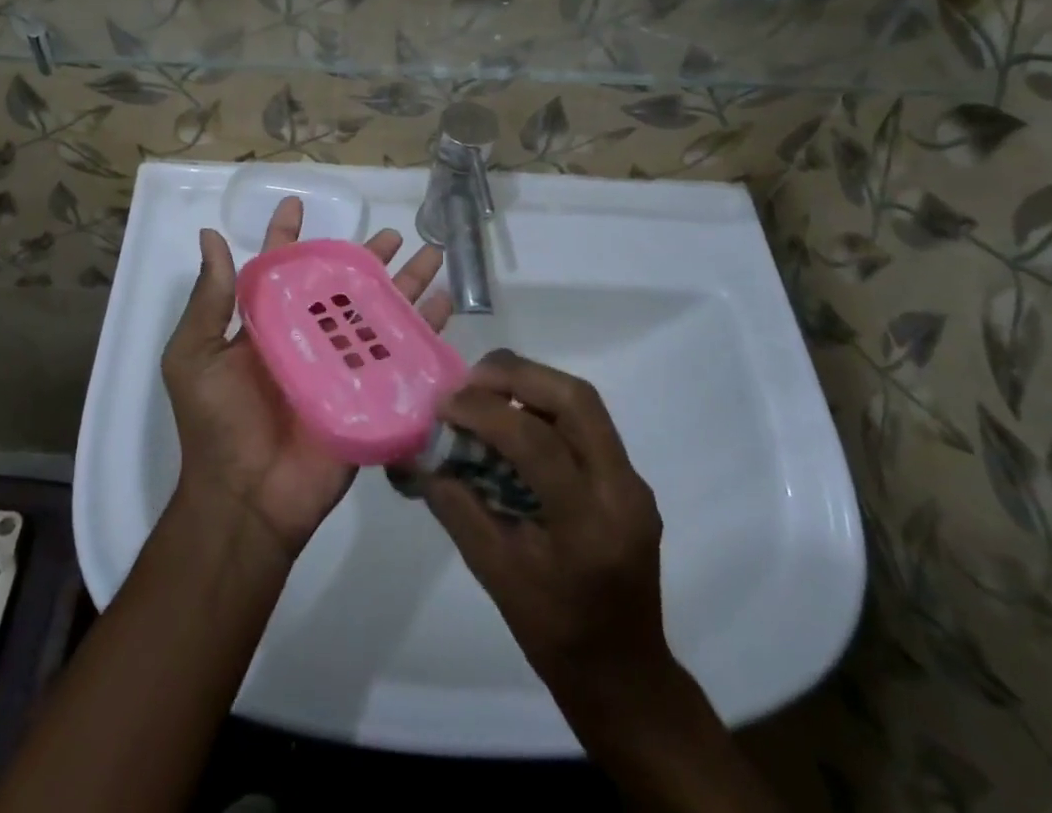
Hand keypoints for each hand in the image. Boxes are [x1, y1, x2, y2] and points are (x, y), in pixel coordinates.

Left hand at [161, 196, 450, 560]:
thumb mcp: (195, 355)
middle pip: (343, 287)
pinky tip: (445, 306)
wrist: (246, 500)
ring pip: (379, 314)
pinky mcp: (369, 396)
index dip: (289, 236)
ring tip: (432, 256)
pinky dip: (425, 330)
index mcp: (267, 326)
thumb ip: (210, 299)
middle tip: (393, 234)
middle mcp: (307, 338)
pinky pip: (401, 356)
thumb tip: (210, 235)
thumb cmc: (216, 422)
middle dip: (367, 258)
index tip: (298, 204)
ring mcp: (342, 367)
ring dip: (407, 285)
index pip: (281, 269)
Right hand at [422, 351, 686, 753]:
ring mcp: (633, 482)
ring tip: (484, 391)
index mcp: (589, 525)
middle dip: (516, 374)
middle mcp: (622, 491)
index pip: (537, 442)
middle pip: (575, 399)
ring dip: (531, 384)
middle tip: (468, 381)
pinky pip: (585, 423)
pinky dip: (544, 408)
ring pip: (583, 402)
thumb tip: (418, 456)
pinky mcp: (629, 479)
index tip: (443, 405)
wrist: (625, 676)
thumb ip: (456, 507)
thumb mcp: (494, 574)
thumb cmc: (554, 634)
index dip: (485, 412)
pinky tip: (512, 421)